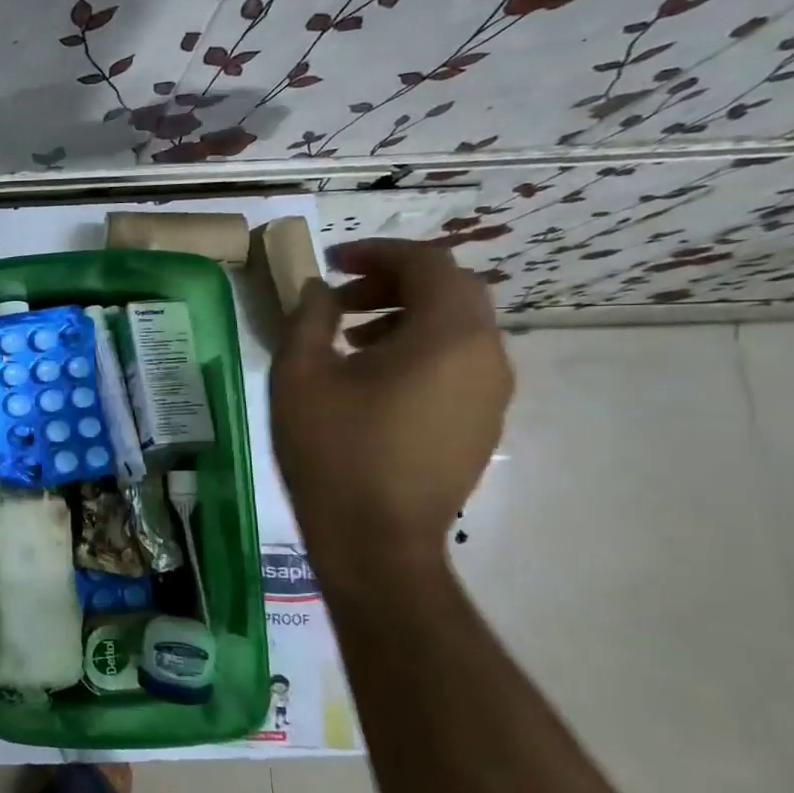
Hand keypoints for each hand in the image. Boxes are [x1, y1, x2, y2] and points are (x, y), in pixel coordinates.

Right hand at [270, 239, 512, 561]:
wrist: (377, 540)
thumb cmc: (334, 450)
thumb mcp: (301, 375)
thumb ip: (309, 317)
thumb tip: (320, 289)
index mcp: (448, 335)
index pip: (429, 264)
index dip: (379, 252)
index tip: (333, 262)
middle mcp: (487, 355)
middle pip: (452, 291)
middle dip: (394, 282)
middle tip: (341, 298)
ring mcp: (492, 393)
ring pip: (458, 329)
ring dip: (407, 317)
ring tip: (351, 339)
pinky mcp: (482, 423)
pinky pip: (459, 364)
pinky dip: (421, 350)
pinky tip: (373, 380)